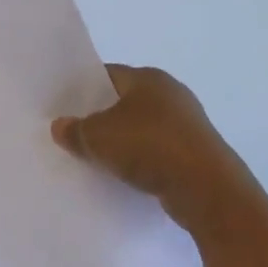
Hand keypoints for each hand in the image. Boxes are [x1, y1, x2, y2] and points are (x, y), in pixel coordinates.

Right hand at [52, 65, 250, 233]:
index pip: (107, 75)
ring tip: (95, 158)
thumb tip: (59, 126)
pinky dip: (141, 160)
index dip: (83, 89)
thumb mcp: (99, 137)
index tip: (63, 107)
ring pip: (141, 128)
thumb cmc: (150, 148)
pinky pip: (158, 151)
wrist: (208, 191)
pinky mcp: (195, 153)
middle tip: (74, 134)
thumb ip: (75, 130)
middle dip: (101, 117)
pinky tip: (124, 175)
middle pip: (124, 102)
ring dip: (122, 142)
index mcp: (149, 78)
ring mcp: (187, 124)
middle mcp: (171, 94)